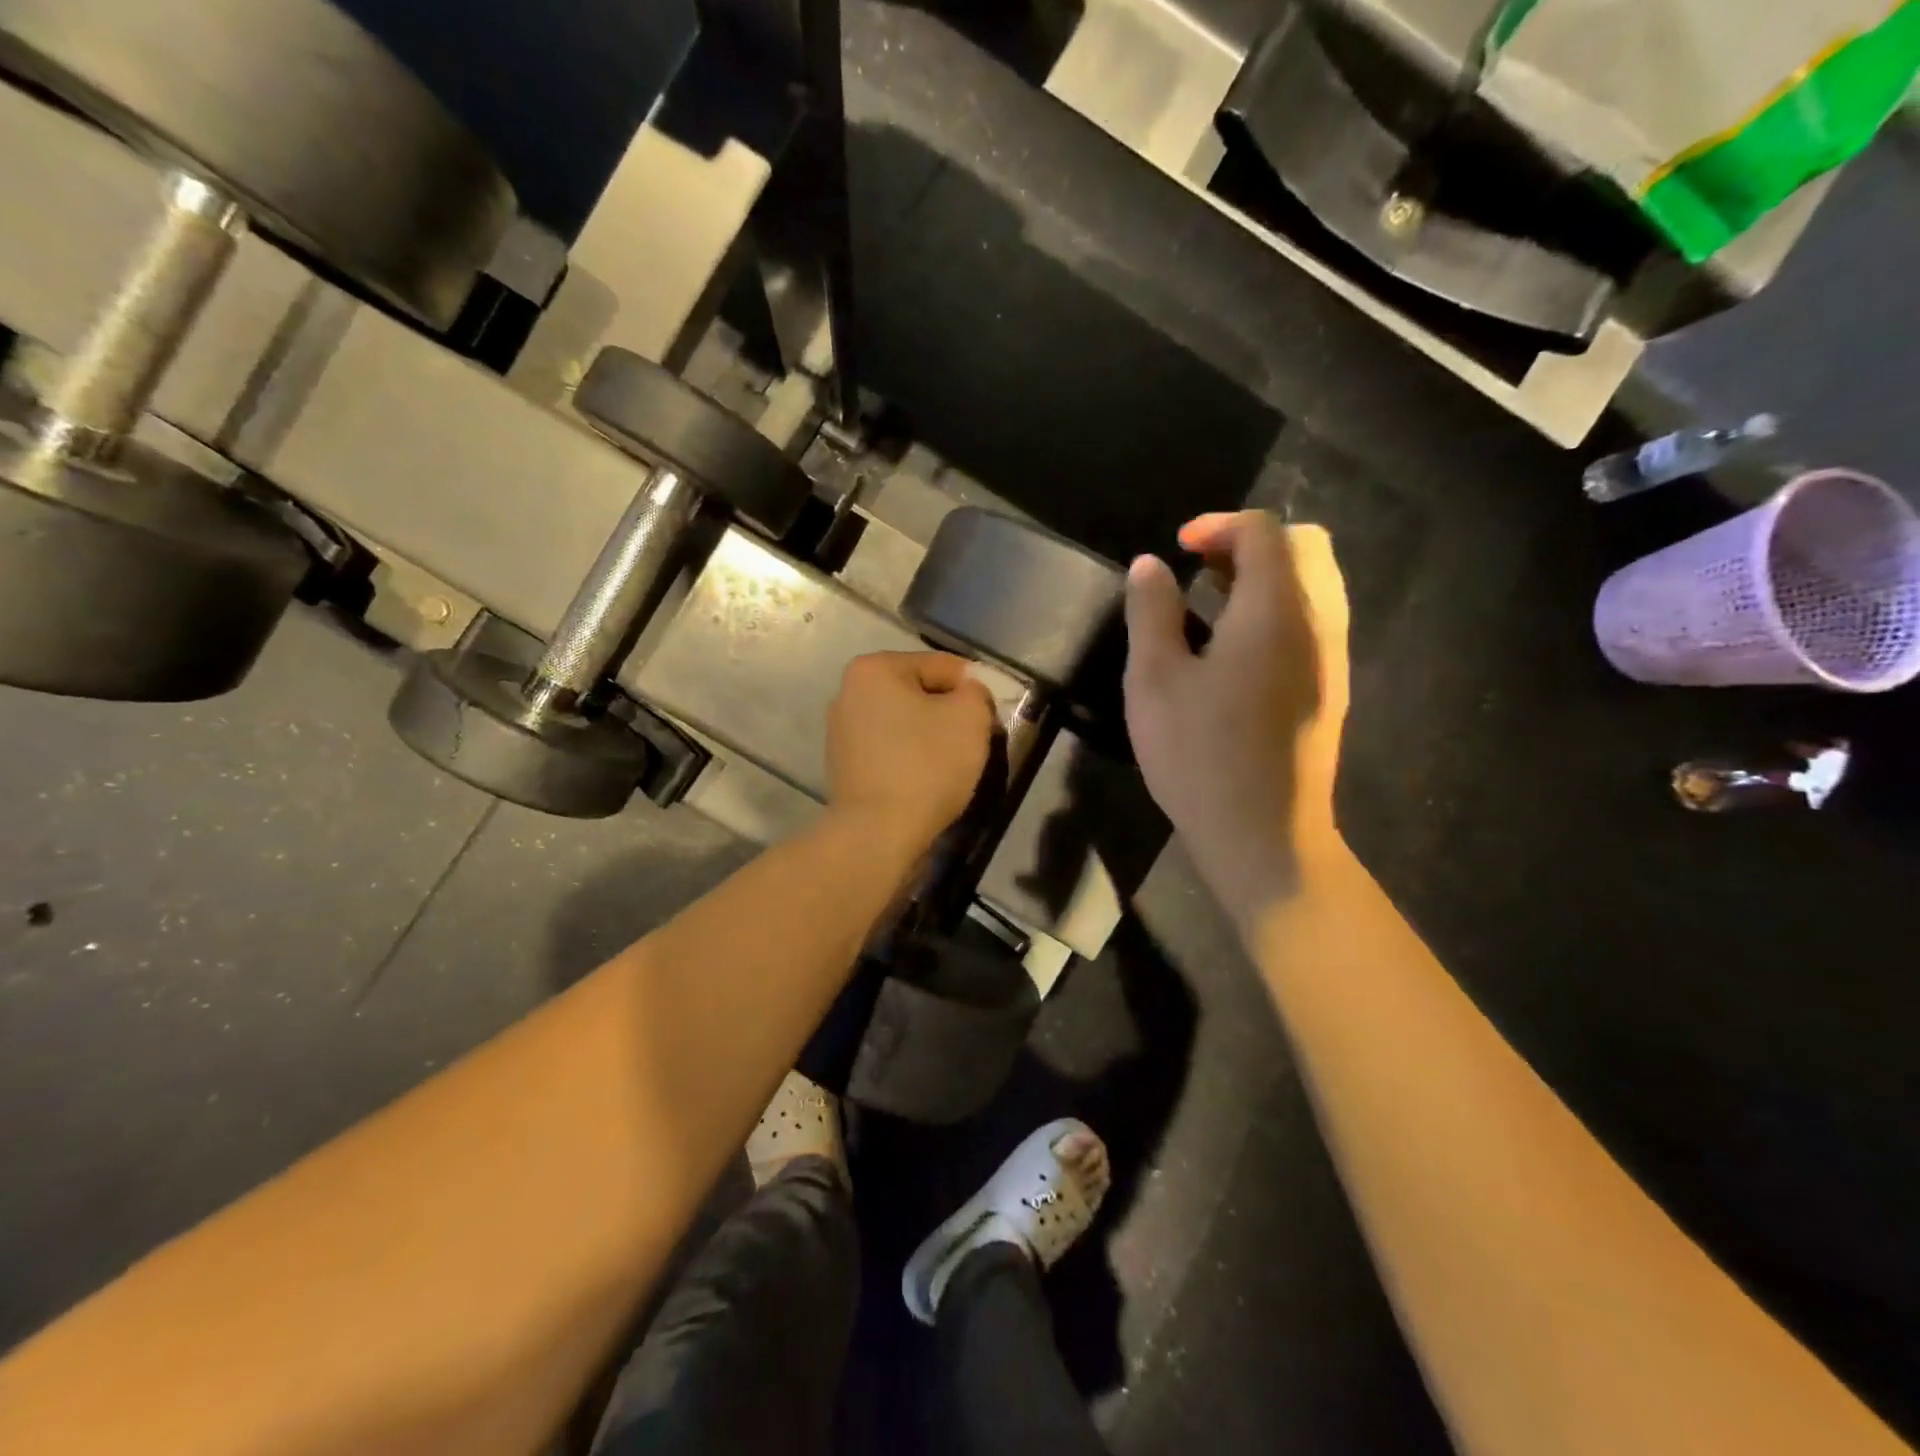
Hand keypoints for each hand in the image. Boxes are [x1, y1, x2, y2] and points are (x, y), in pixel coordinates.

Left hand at [827, 651, 997, 854]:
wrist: (878, 833)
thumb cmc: (926, 765)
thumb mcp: (970, 717)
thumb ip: (976, 692)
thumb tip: (968, 694)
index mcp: (874, 668)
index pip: (942, 666)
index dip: (974, 689)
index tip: (990, 718)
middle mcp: (849, 692)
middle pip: (919, 692)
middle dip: (950, 712)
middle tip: (975, 741)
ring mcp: (841, 730)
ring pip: (905, 722)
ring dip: (931, 736)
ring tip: (952, 763)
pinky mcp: (843, 765)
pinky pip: (890, 749)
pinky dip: (911, 757)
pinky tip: (926, 779)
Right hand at [1123, 512, 1350, 927]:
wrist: (1265, 835)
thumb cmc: (1200, 754)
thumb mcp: (1155, 680)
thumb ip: (1151, 612)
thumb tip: (1151, 565)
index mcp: (1276, 611)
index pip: (1265, 532)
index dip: (1217, 526)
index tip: (1176, 550)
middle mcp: (1318, 623)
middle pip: (1305, 548)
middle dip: (1249, 544)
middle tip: (1199, 570)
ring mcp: (1331, 659)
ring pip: (1314, 585)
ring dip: (1265, 577)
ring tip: (1210, 605)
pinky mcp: (1330, 690)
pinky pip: (1313, 622)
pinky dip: (1277, 609)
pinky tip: (1233, 650)